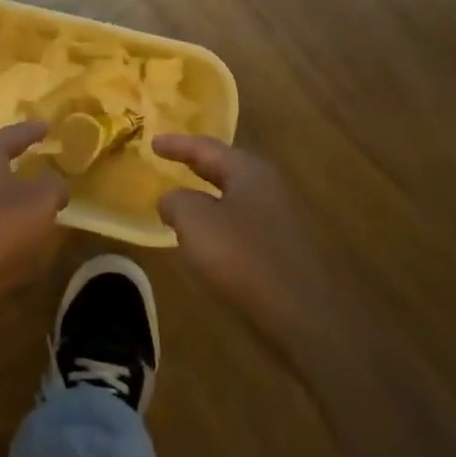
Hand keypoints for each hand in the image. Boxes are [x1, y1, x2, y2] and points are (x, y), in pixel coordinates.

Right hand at [154, 135, 338, 346]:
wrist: (303, 314)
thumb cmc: (243, 257)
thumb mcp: (194, 222)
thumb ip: (176, 202)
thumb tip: (171, 200)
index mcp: (248, 171)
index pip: (206, 148)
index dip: (177, 144)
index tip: (152, 141)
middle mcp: (269, 187)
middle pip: (226, 168)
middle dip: (197, 164)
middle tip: (171, 159)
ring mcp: (281, 218)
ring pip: (236, 196)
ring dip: (209, 195)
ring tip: (184, 199)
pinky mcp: (284, 248)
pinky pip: (243, 222)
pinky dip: (221, 221)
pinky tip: (209, 236)